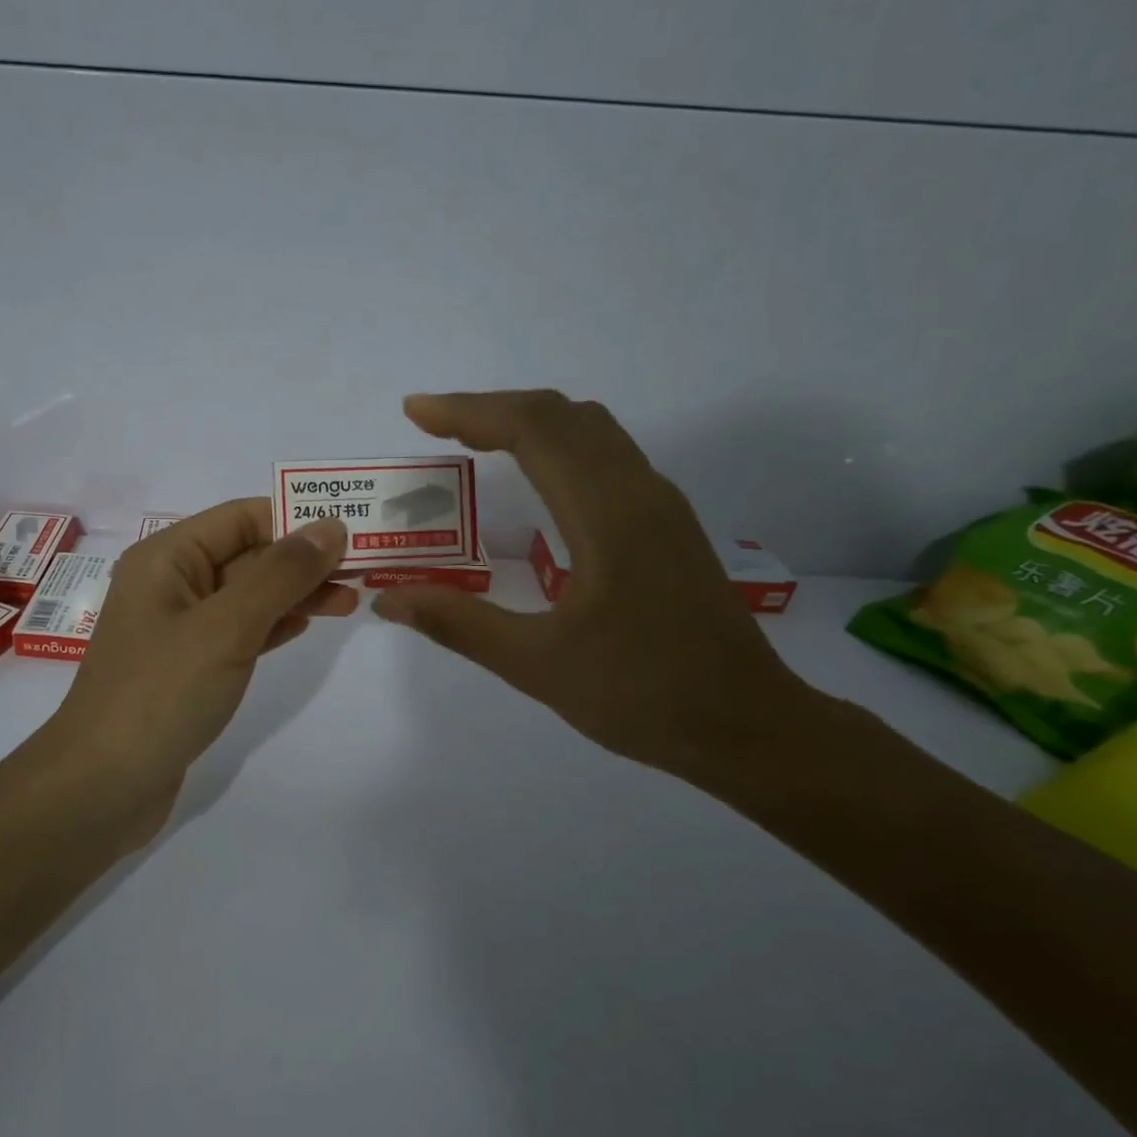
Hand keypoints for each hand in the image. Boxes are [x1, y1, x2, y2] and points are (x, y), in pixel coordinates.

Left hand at [41, 500, 357, 841]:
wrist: (101, 788)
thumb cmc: (160, 694)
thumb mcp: (226, 626)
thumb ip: (280, 574)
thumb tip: (331, 526)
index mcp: (167, 557)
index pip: (242, 518)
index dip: (297, 518)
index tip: (353, 530)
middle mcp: (171, 584)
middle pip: (248, 554)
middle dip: (303, 559)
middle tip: (364, 569)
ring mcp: (179, 628)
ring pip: (248, 595)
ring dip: (296, 593)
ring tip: (351, 599)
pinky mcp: (189, 667)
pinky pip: (239, 631)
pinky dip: (274, 624)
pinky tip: (307, 625)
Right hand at [372, 390, 816, 779]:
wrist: (750, 727)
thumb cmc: (644, 696)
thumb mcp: (538, 665)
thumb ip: (459, 624)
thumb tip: (387, 599)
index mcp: (608, 515)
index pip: (533, 430)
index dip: (468, 411)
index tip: (415, 411)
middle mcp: (639, 492)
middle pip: (561, 415)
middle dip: (491, 408)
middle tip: (434, 423)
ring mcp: (659, 505)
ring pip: (589, 429)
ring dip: (527, 421)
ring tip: (473, 439)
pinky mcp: (667, 524)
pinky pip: (606, 454)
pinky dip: (556, 443)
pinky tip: (534, 476)